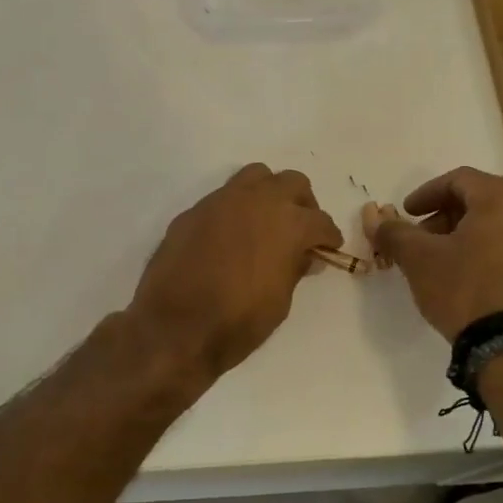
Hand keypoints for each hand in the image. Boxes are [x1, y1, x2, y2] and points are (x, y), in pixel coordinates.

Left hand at [129, 164, 344, 379]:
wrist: (174, 326)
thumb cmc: (237, 321)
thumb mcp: (280, 301)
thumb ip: (295, 268)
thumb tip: (305, 255)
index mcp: (288, 223)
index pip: (320, 221)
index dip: (328, 237)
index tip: (328, 248)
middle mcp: (257, 201)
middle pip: (292, 183)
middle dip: (303, 204)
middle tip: (301, 229)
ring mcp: (222, 201)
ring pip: (256, 176)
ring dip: (268, 193)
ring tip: (266, 221)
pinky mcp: (194, 210)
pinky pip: (224, 197)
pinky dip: (236, 209)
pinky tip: (231, 236)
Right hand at [370, 167, 502, 340]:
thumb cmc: (464, 289)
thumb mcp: (419, 259)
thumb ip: (394, 232)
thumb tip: (374, 217)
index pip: (458, 180)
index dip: (426, 194)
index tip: (406, 213)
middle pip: (483, 200)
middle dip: (447, 216)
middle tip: (422, 238)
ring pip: (502, 225)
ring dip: (470, 235)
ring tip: (445, 260)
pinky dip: (493, 252)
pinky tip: (473, 277)